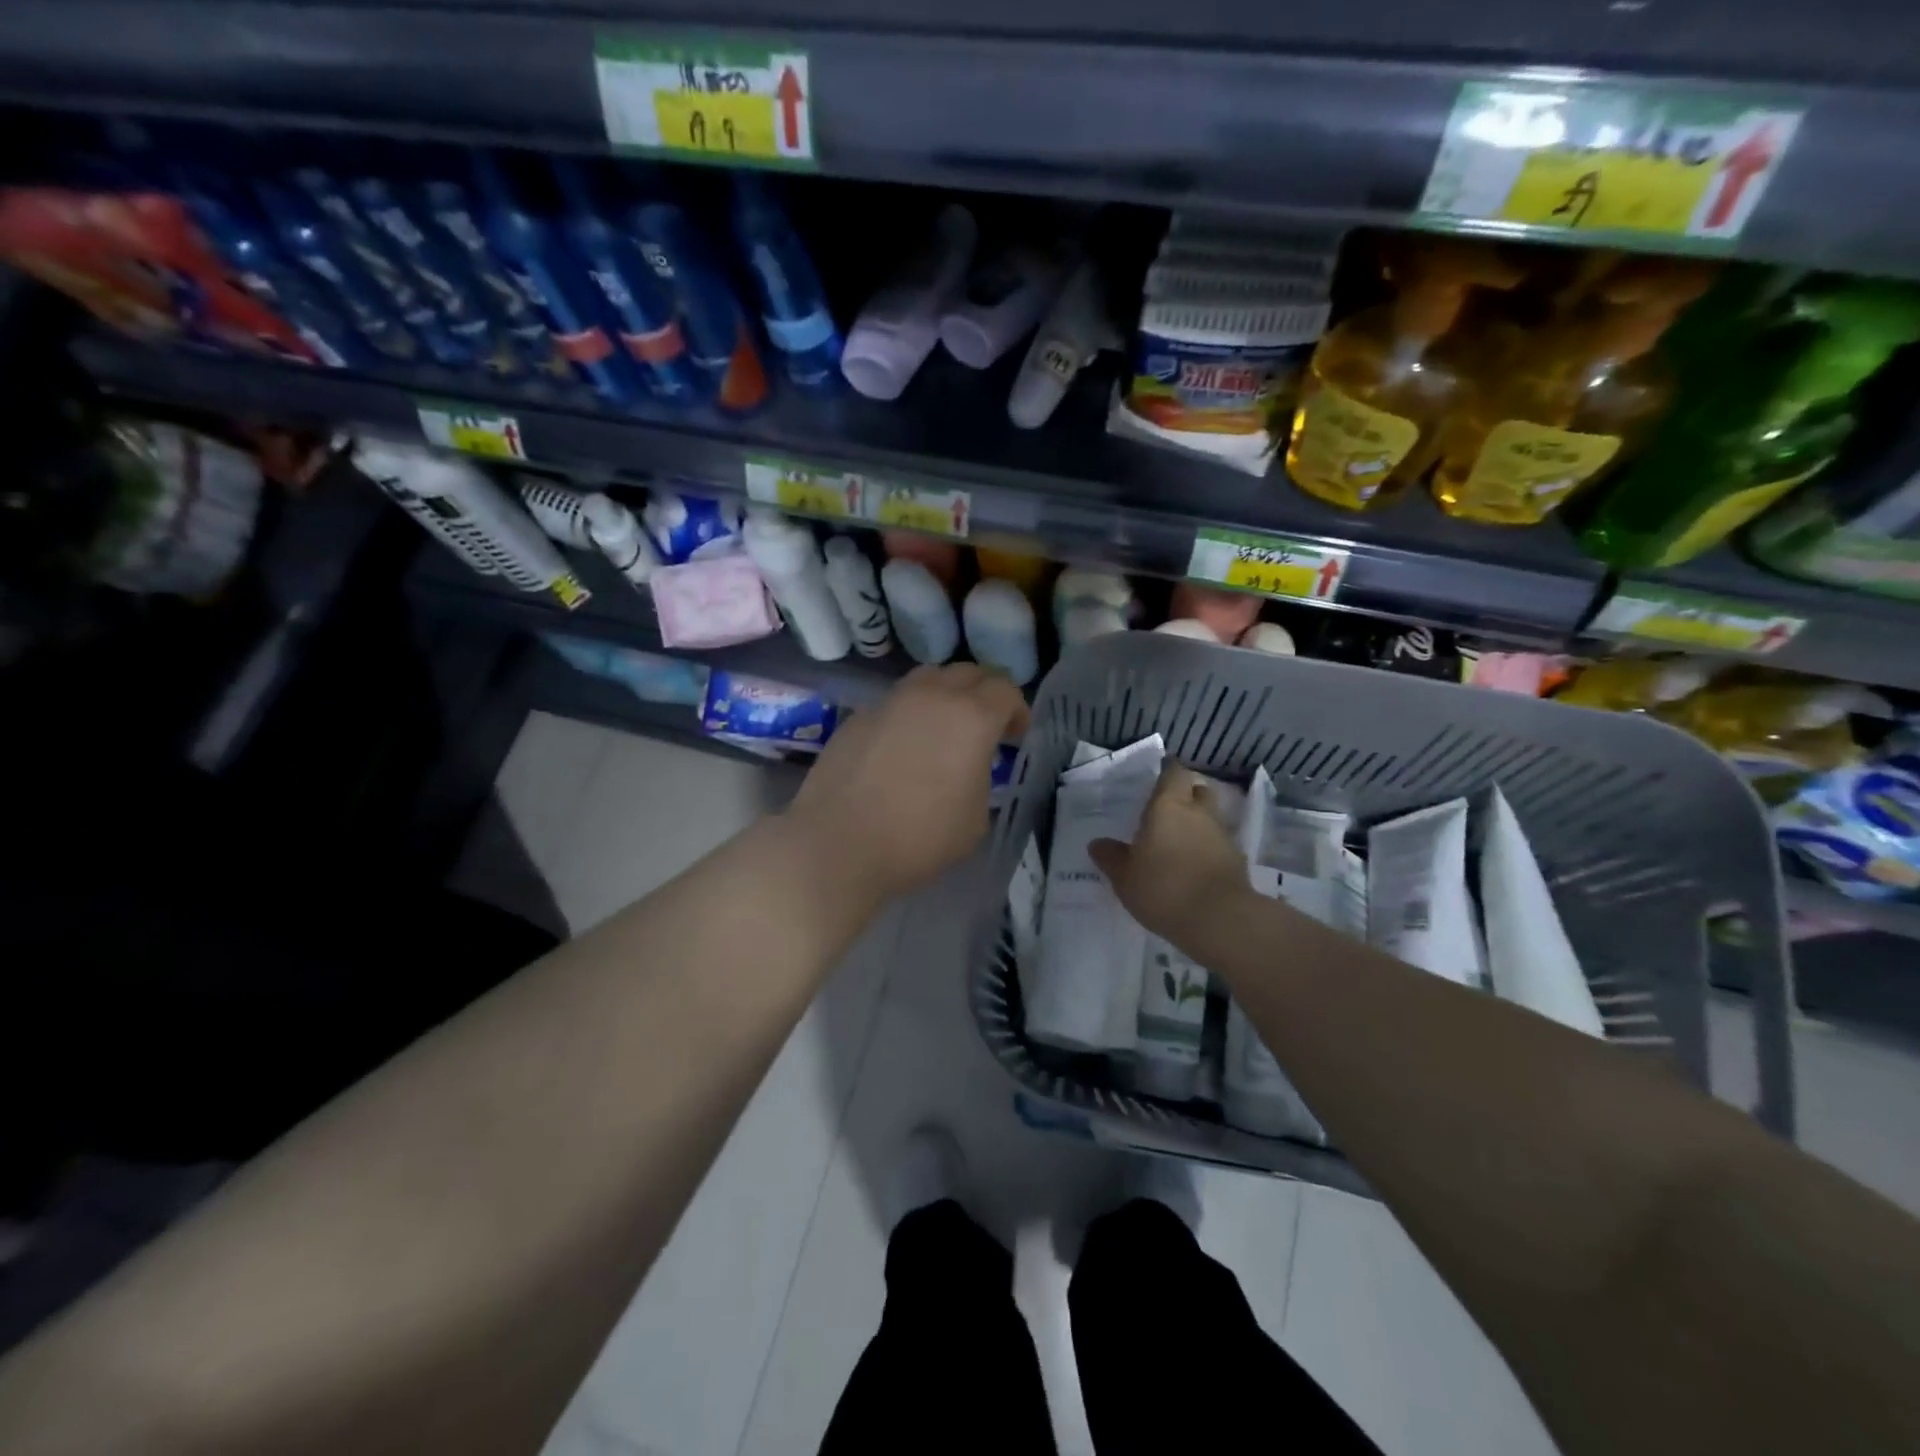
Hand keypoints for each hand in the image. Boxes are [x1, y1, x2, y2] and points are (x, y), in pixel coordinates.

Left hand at [787, 664, 1029, 902]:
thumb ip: (981, 780)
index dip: (1017, 711)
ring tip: (943, 728)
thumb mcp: (975, 820)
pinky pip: (895, 702)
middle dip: (984, 694)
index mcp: (971, 718)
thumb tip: (968, 769)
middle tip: (985, 727)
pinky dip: (909, 714)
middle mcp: (932, 697)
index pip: (1006, 690)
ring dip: (945, 694)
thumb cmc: (919, 838)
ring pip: (928, 678)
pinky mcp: (858, 716)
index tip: (1015, 737)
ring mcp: (890, 702)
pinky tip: (901, 747)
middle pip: (968, 672)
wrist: (839, 844)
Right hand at [1090, 763, 1248, 940]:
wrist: (1220, 920)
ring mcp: (1222, 836)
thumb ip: (1111, 857)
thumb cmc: (1163, 888)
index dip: (1167, 772)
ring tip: (1180, 842)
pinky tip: (1195, 867)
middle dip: (1187, 795)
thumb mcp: (1124, 877)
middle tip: (1169, 809)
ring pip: (1211, 818)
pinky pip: (1219, 845)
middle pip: (1198, 791)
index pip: (1173, 773)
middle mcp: (1199, 813)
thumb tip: (1098, 844)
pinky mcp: (1237, 861)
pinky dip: (1208, 849)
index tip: (1159, 776)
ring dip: (1198, 824)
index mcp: (1168, 806)